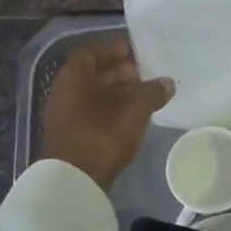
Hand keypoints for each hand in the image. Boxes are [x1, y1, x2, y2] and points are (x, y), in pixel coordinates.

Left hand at [40, 42, 174, 190]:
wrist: (75, 180)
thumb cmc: (102, 133)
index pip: (89, 53)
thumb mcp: (135, 108)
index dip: (111, 51)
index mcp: (73, 78)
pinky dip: (112, 112)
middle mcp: (64, 93)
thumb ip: (152, 92)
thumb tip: (167, 83)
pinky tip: (131, 119)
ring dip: (117, 94)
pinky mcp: (72, 139)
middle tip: (143, 75)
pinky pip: (93, 115)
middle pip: (92, 75)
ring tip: (143, 98)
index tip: (132, 52)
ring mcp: (65, 118)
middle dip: (118, 73)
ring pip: (93, 97)